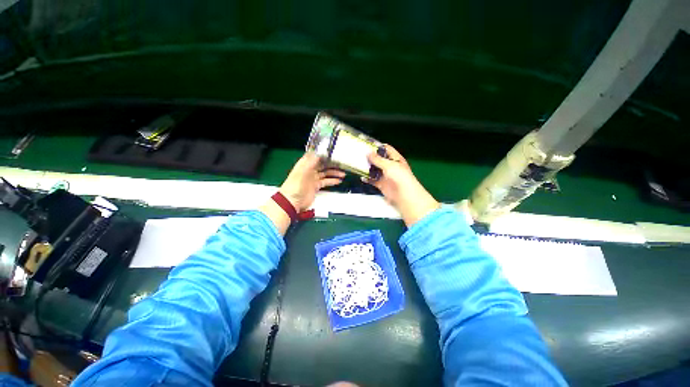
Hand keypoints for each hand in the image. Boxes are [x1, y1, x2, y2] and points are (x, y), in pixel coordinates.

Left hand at [279, 152, 344, 211]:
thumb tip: (318, 154)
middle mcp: (309, 170)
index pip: (315, 156)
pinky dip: (332, 181)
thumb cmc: (294, 187)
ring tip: (342, 173)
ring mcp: (313, 178)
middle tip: (341, 163)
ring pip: (325, 173)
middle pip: (322, 164)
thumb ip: (310, 163)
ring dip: (334, 173)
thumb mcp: (302, 173)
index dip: (323, 154)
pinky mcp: (316, 186)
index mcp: (304, 164)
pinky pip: (326, 181)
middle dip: (331, 163)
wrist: (292, 202)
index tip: (333, 152)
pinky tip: (338, 181)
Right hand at [364, 145, 439, 226]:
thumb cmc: (399, 177)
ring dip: (368, 167)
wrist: (404, 196)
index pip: (386, 149)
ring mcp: (386, 175)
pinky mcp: (381, 184)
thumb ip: (378, 159)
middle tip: (359, 154)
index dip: (378, 146)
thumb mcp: (389, 165)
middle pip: (379, 159)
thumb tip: (368, 153)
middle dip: (370, 157)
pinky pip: (373, 180)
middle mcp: (390, 166)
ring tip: (357, 164)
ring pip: (375, 170)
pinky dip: (367, 178)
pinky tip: (361, 177)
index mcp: (395, 159)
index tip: (366, 144)